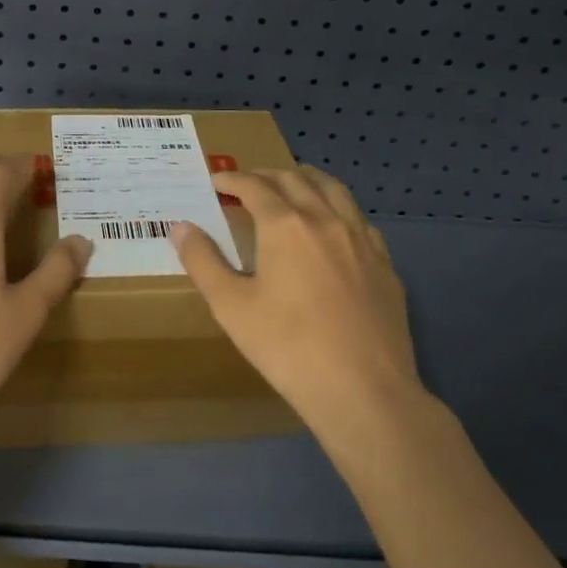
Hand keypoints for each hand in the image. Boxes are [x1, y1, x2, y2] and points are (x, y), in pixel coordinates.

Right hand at [172, 166, 427, 453]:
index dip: (231, 179)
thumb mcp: (231, 307)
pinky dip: (338, 210)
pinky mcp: (385, 265)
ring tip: (291, 186)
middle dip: (266, 175)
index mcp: (285, 225)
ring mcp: (361, 240)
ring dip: (306, 180)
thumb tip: (180, 226)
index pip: (254, 186)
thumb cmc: (289, 348)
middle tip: (246, 182)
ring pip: (334, 190)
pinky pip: (360, 220)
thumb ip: (203, 261)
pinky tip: (334, 229)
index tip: (215, 182)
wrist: (365, 392)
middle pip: (294, 179)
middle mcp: (325, 220)